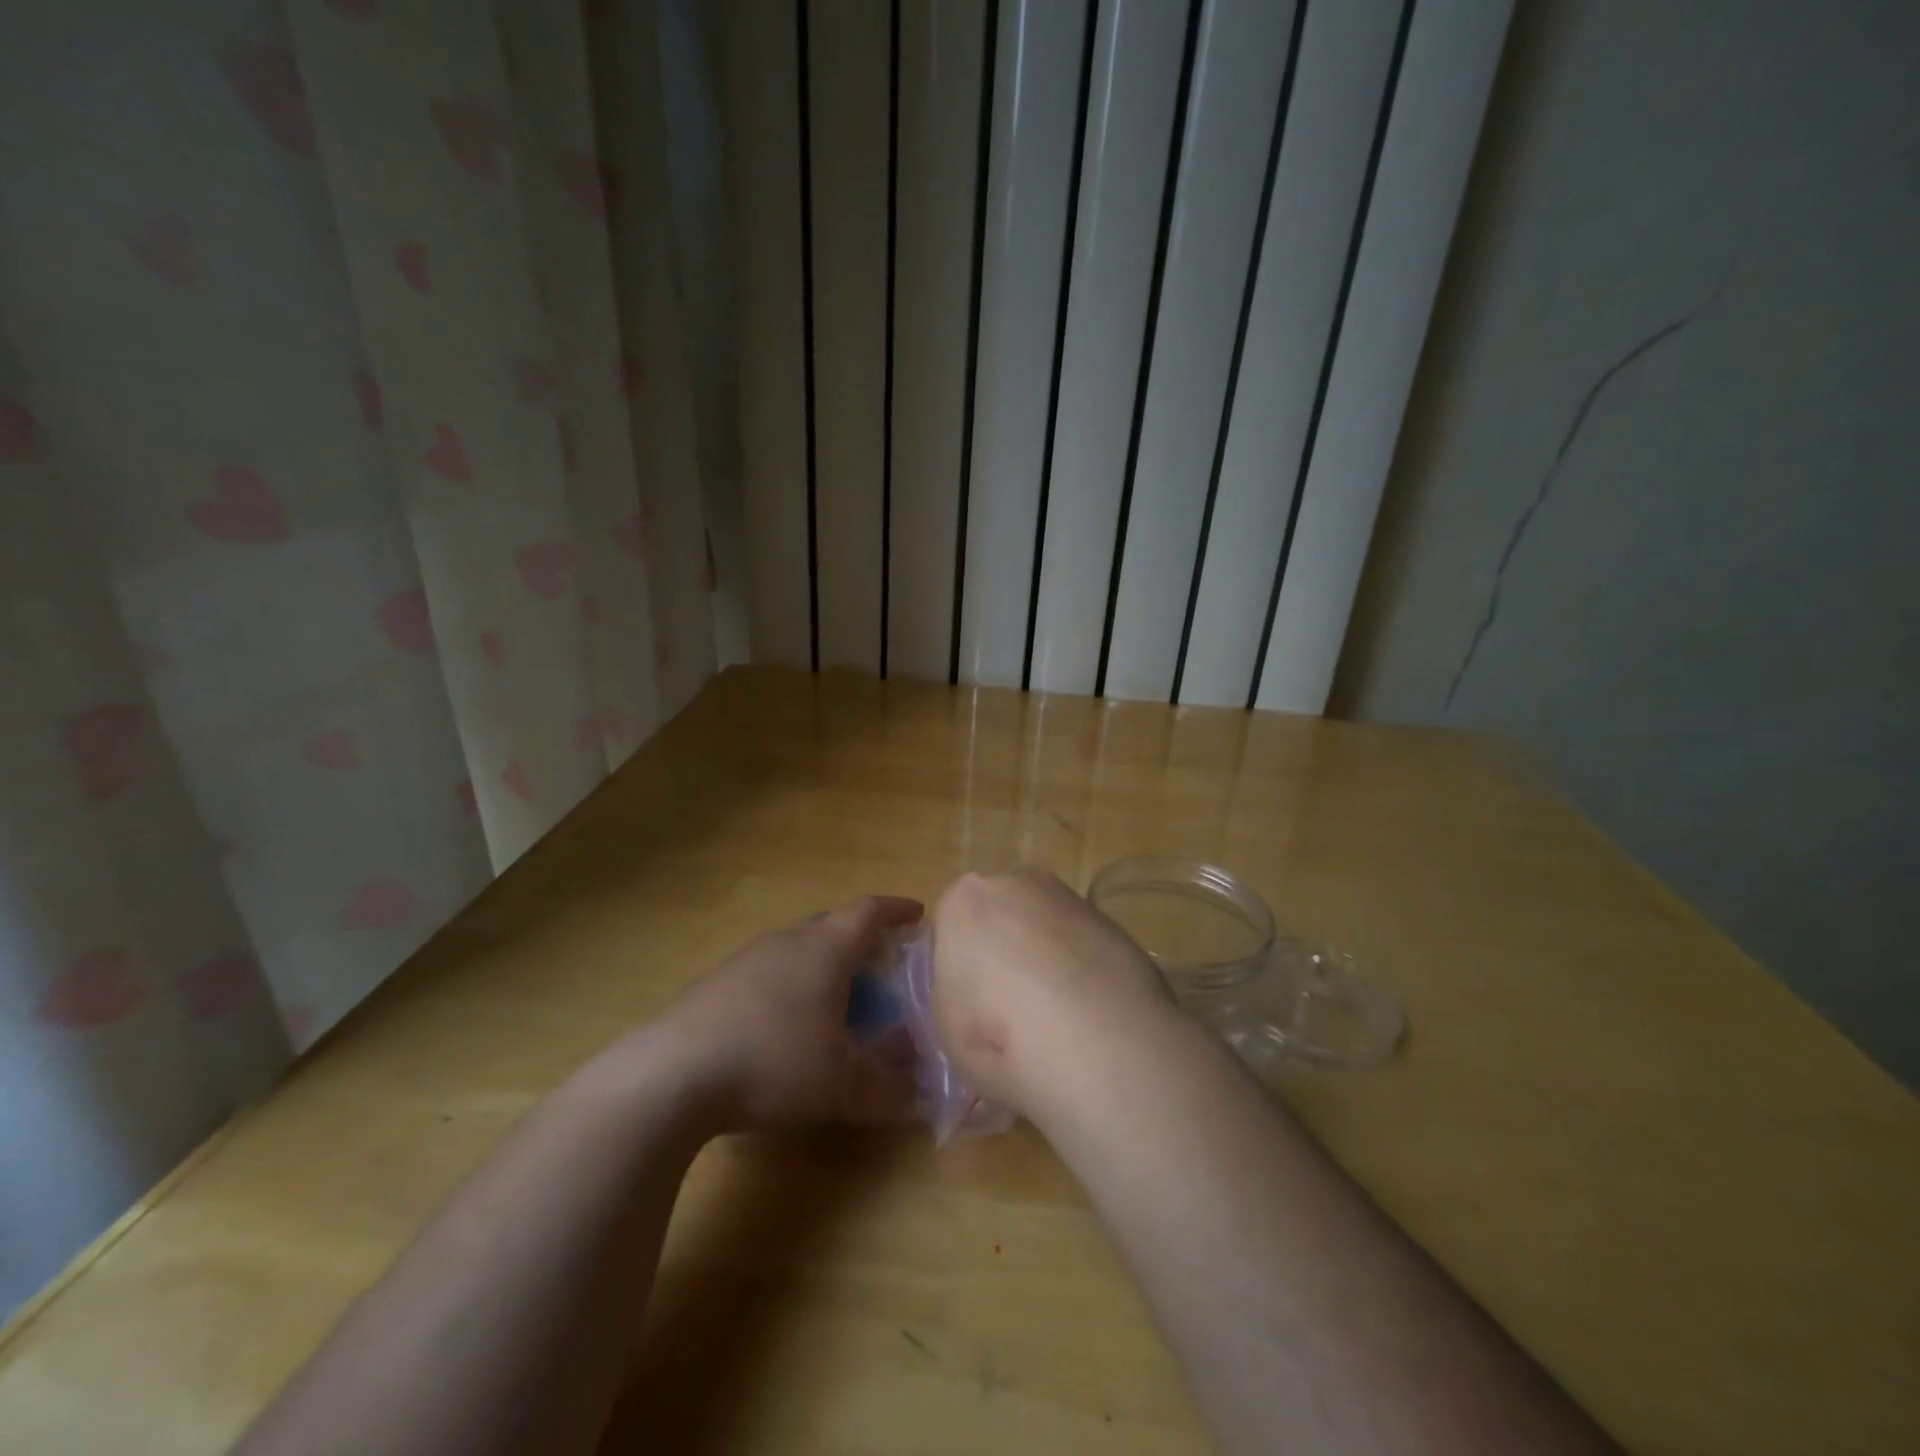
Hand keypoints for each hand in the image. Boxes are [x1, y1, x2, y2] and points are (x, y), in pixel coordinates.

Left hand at [651, 895, 923, 1131]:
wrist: (673, 1074)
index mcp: (825, 950)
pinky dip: (790, 982)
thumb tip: (922, 1092)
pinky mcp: (716, 982)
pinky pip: (767, 969)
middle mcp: (788, 941)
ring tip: (835, 991)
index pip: (868, 912)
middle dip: (859, 935)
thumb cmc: (774, 1063)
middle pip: (831, 922)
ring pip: (796, 945)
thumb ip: (890, 1089)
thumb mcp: (843, 1086)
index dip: (895, 910)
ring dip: (822, 960)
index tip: (916, 914)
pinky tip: (784, 1020)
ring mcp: (747, 958)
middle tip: (880, 958)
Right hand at [929, 869, 1171, 1114]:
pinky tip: (1087, 1016)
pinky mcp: (1112, 922)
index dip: (955, 970)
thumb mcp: (944, 1028)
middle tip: (1007, 1013)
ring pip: (1041, 928)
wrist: (1102, 1045)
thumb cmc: (1000, 1038)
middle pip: (996, 916)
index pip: (947, 928)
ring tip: (1052, 1021)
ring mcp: (1068, 897)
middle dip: (1000, 953)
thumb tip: (970, 992)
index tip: (967, 1008)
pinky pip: (1079, 945)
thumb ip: (950, 994)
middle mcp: (1014, 883)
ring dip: (1042, 959)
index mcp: (963, 901)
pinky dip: (1079, 970)